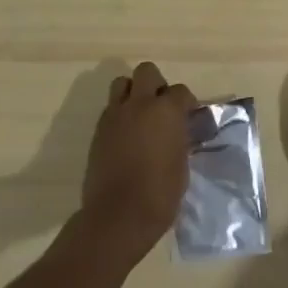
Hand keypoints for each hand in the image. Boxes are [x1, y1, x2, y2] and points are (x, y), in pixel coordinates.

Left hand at [79, 62, 196, 265]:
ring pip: (122, 84)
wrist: (118, 216)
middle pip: (146, 72)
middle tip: (161, 107)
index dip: (186, 102)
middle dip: (156, 84)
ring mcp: (115, 115)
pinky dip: (120, 113)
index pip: (180, 91)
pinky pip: (110, 108)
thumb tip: (179, 132)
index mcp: (166, 111)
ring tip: (140, 116)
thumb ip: (180, 139)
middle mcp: (140, 104)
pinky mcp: (98, 130)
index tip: (188, 117)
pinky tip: (127, 135)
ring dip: (133, 93)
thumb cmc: (160, 194)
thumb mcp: (181, 164)